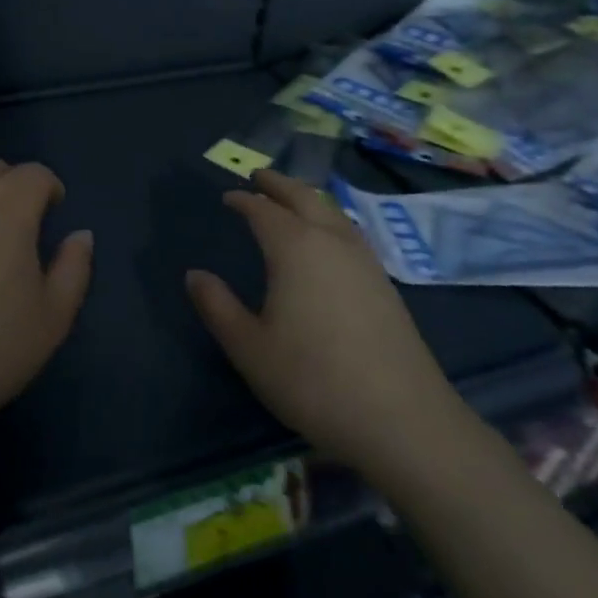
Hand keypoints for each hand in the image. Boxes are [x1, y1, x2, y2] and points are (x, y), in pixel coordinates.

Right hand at [185, 170, 470, 481]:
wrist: (403, 421)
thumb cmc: (313, 380)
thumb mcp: (249, 347)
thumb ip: (217, 307)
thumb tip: (195, 275)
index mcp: (295, 248)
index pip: (263, 210)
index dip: (244, 200)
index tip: (228, 197)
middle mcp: (331, 242)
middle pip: (304, 197)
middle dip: (279, 184)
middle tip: (259, 176)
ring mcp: (364, 261)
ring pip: (332, 212)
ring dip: (308, 198)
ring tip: (292, 199)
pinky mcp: (385, 284)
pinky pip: (350, 232)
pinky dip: (330, 219)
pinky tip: (329, 239)